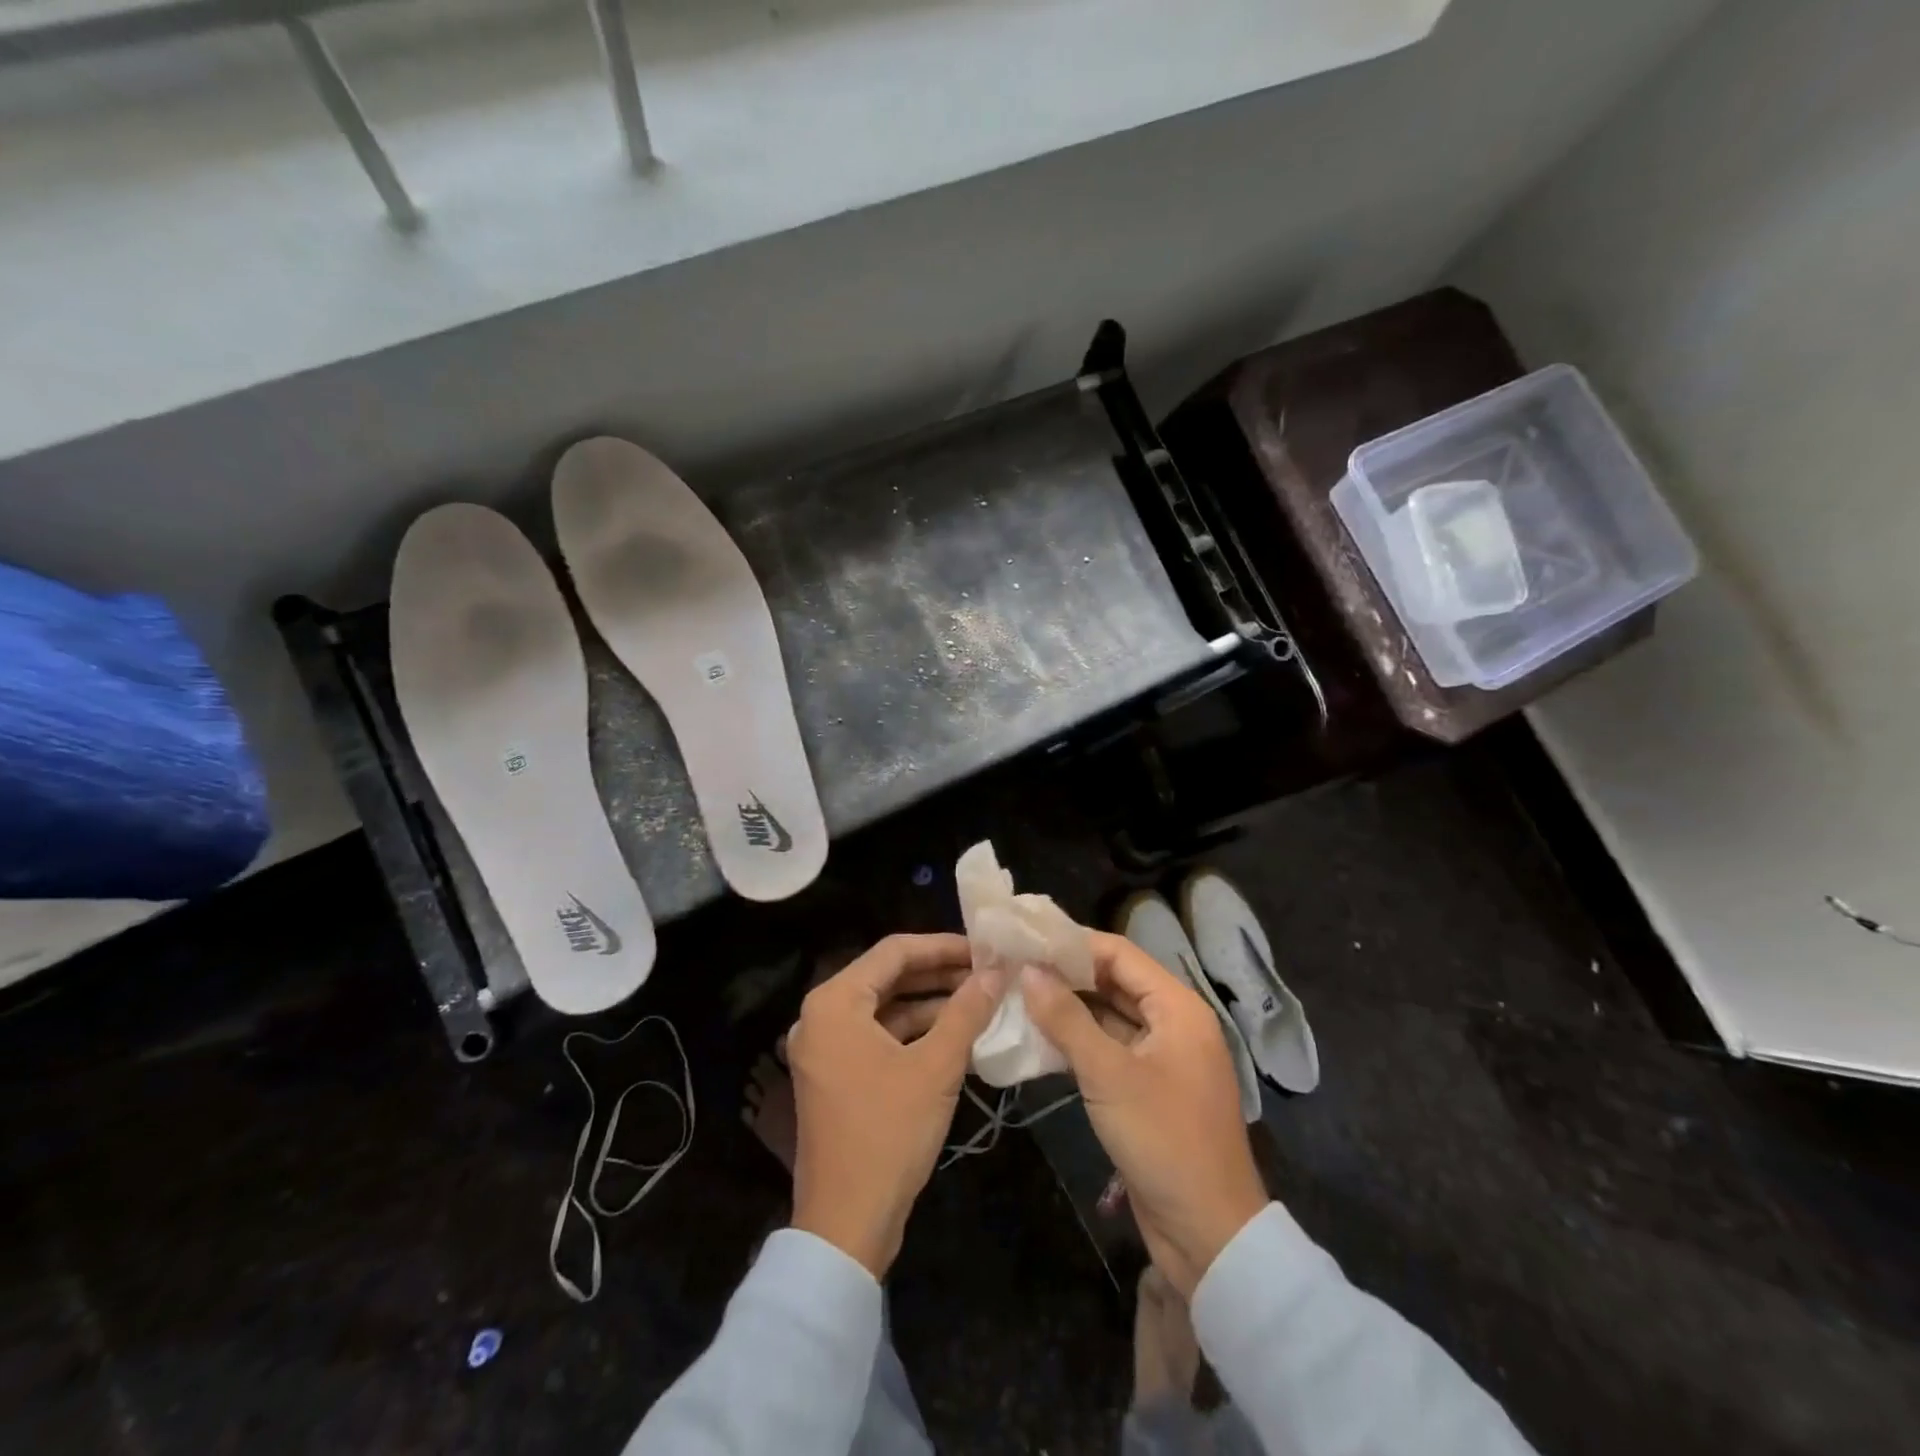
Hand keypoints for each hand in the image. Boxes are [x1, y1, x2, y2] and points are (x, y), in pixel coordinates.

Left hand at [787, 933, 1008, 1277]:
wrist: (846, 1225)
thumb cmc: (888, 1134)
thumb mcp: (936, 1067)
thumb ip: (966, 1011)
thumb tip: (996, 970)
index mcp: (835, 1002)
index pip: (894, 951)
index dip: (942, 946)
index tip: (985, 949)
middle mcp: (822, 1016)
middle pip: (888, 977)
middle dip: (939, 974)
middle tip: (987, 973)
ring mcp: (826, 1048)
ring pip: (885, 1008)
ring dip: (930, 1003)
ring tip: (980, 1000)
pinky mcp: (836, 1075)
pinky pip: (877, 1036)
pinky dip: (914, 1032)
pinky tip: (954, 1034)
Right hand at [1021, 931, 1268, 1297]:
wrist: (1208, 1234)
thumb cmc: (1164, 1140)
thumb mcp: (1109, 1075)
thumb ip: (1067, 1019)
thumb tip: (1029, 971)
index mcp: (1178, 1007)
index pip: (1120, 954)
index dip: (1074, 944)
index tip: (1028, 940)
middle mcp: (1173, 1023)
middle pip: (1115, 982)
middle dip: (1068, 974)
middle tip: (1015, 966)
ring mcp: (1162, 1057)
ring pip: (1110, 1016)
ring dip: (1070, 1008)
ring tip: (1018, 994)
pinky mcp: (1149, 1088)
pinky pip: (1110, 1049)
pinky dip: (1079, 1040)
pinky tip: (1040, 1037)